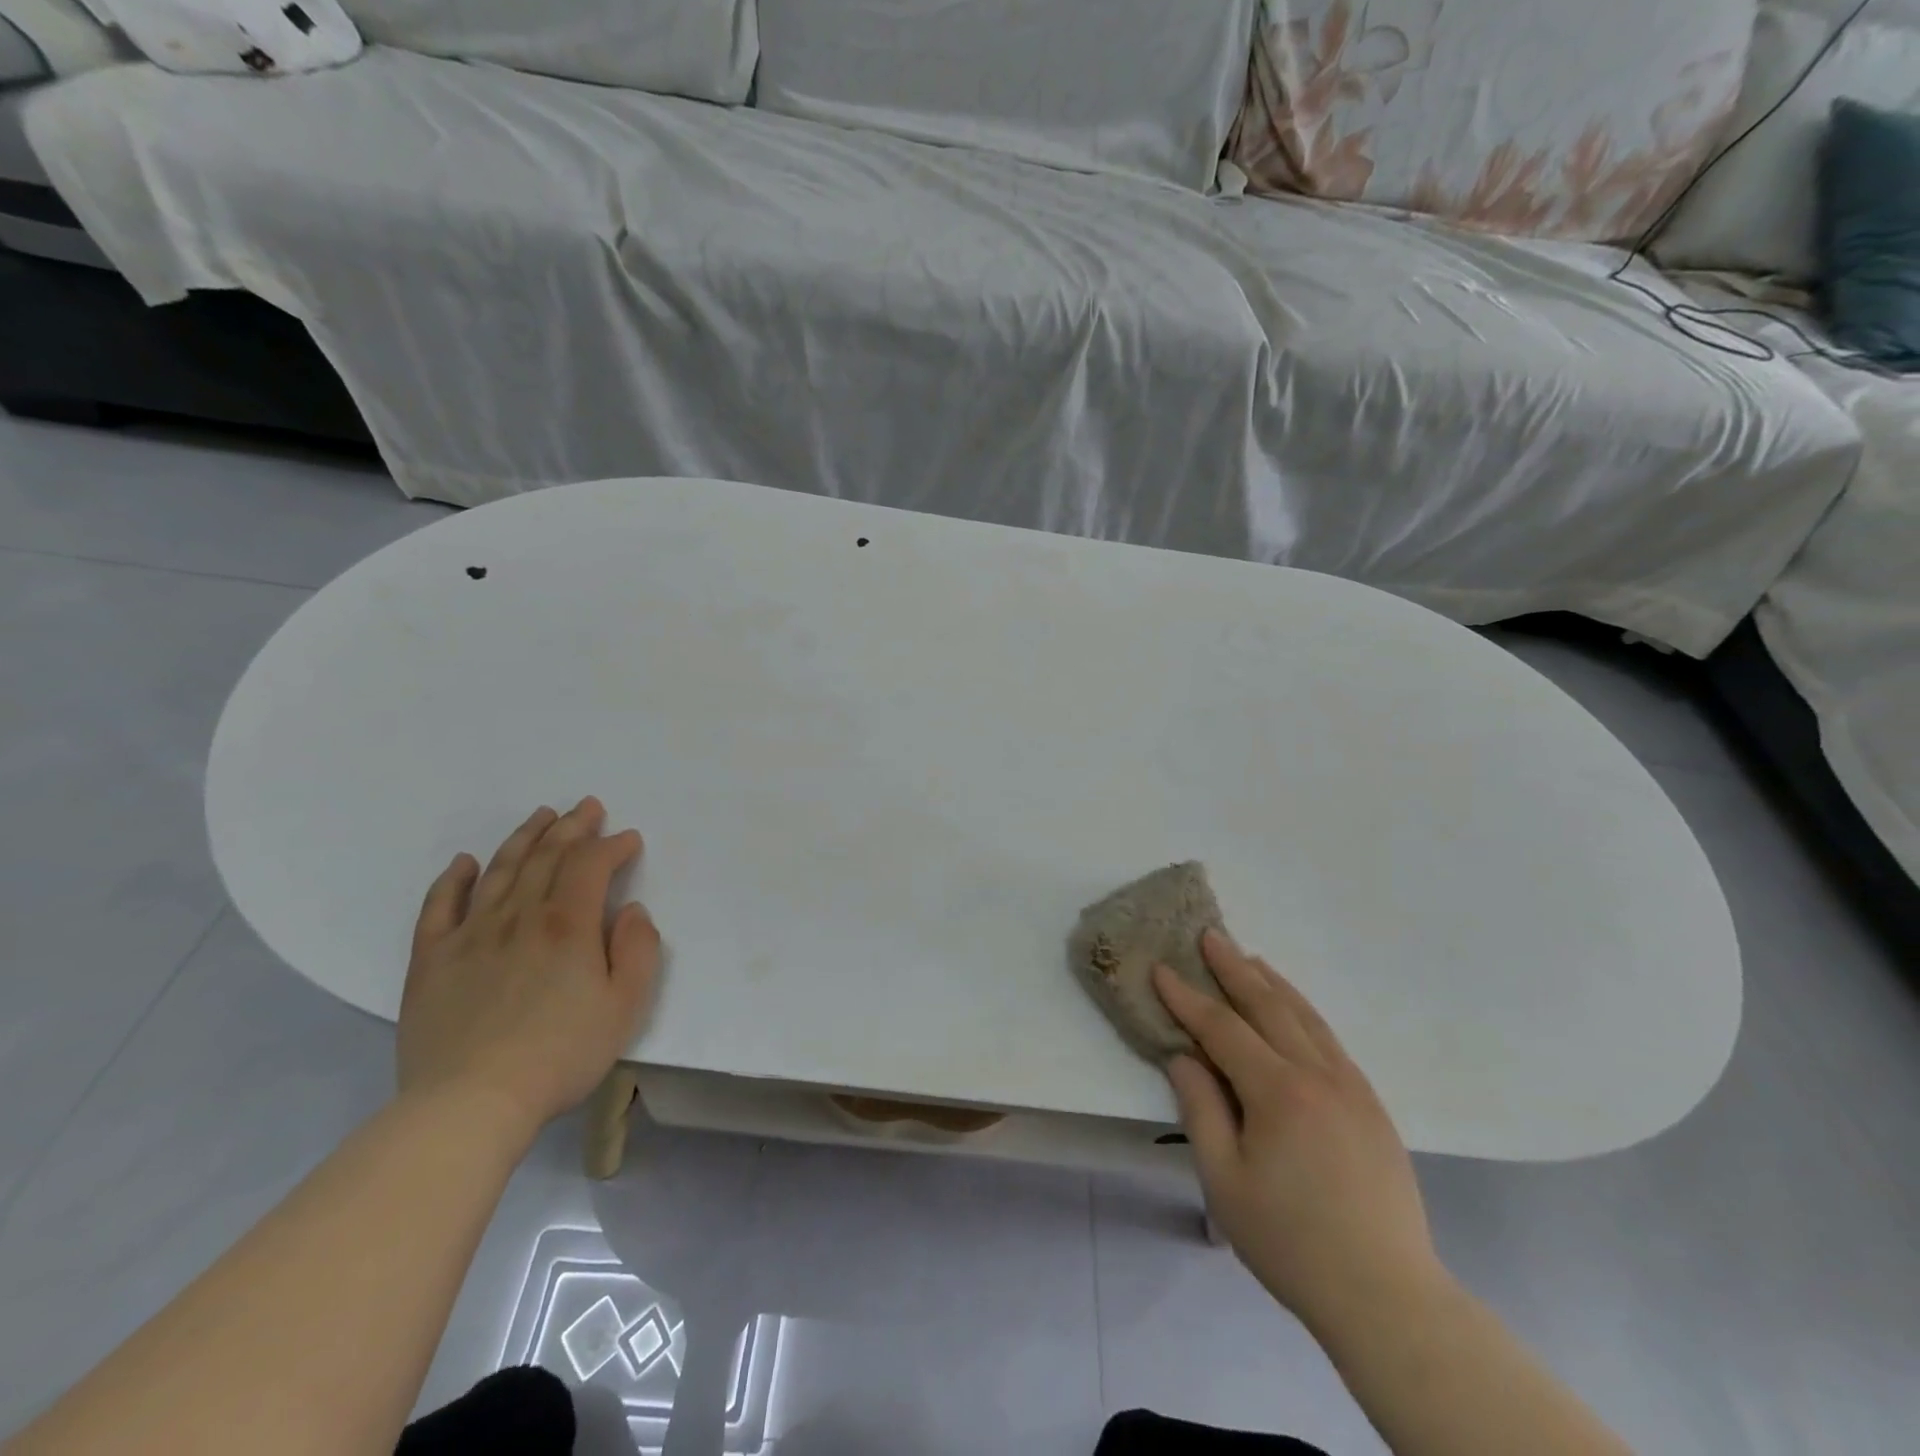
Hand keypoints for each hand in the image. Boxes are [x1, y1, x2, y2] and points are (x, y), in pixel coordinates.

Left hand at [397, 797, 661, 1137]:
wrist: (470, 1103)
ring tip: (541, 815)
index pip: (591, 864)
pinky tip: (464, 862)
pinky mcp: (432, 960)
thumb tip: (631, 910)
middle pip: (546, 856)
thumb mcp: (626, 1006)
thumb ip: (638, 950)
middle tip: (587, 807)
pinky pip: (439, 907)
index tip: (629, 840)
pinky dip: (453, 879)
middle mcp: (519, 916)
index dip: (612, 845)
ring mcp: (471, 935)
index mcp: (568, 925)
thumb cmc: (561, 1054)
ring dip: (524, 838)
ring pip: (499, 871)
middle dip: (571, 827)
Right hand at [1155, 931, 1444, 1337]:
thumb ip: (1200, 1109)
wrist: (1388, 1298)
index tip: (1161, 969)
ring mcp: (1352, 1087)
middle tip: (1210, 935)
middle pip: (1268, 1006)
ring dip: (1272, 983)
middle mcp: (1318, 1075)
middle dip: (1233, 968)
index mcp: (1278, 1092)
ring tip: (1250, 958)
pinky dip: (1304, 1012)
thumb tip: (1184, 1057)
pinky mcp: (1372, 1106)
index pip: (1222, 1028)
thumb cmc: (1291, 1242)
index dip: (1187, 997)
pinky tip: (1294, 1011)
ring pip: (1305, 1017)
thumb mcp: (1224, 1181)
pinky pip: (1330, 1041)